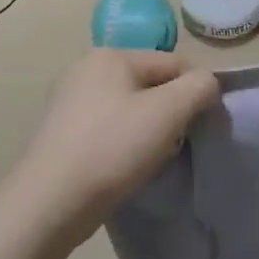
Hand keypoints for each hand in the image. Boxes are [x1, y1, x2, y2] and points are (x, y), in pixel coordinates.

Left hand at [0, 50, 218, 248]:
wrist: (51, 202)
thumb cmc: (114, 147)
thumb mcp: (170, 111)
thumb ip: (200, 87)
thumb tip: (207, 85)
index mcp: (111, 56)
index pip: (175, 63)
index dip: (196, 91)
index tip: (202, 123)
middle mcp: (86, 70)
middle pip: (154, 84)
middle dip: (173, 110)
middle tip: (178, 141)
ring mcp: (70, 102)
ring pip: (134, 107)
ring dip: (153, 128)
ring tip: (153, 156)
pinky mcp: (64, 132)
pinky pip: (113, 127)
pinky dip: (128, 141)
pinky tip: (128, 164)